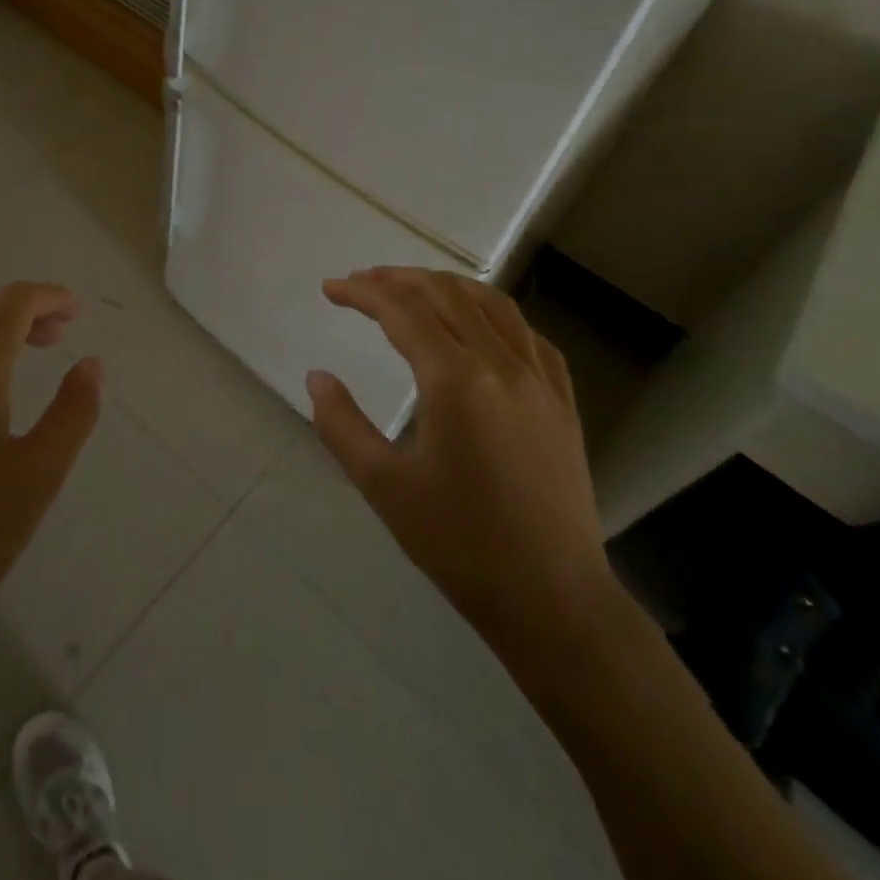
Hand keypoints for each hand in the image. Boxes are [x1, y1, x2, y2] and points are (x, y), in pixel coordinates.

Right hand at [307, 267, 621, 659]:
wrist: (552, 599)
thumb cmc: (459, 544)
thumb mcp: (384, 486)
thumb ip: (341, 425)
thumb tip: (316, 378)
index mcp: (455, 380)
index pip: (402, 311)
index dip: (362, 293)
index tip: (331, 289)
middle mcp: (501, 364)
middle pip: (446, 295)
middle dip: (399, 279)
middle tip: (362, 282)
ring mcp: (539, 379)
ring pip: (491, 304)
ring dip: (446, 286)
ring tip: (413, 288)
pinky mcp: (563, 400)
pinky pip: (528, 334)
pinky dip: (493, 313)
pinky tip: (480, 323)